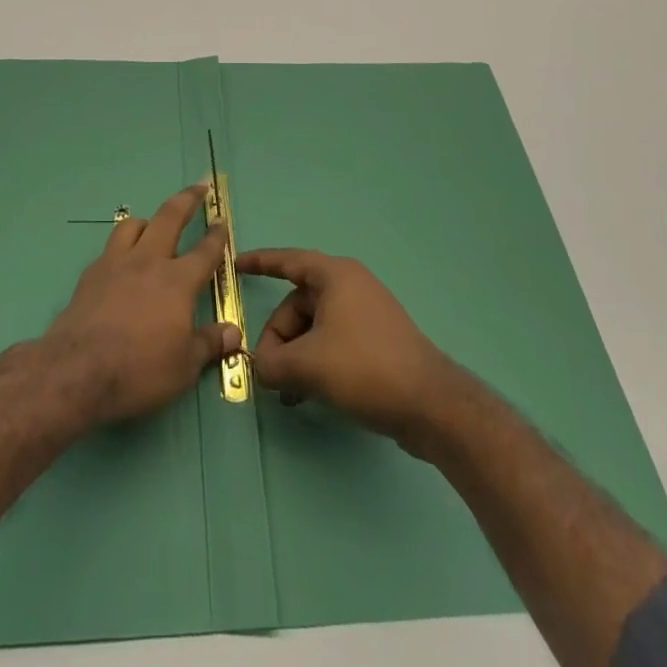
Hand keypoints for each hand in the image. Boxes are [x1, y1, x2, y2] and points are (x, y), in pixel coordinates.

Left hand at [42, 185, 240, 425]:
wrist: (78, 371)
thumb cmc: (140, 369)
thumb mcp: (185, 367)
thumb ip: (209, 344)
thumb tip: (234, 333)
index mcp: (178, 281)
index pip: (205, 251)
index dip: (217, 235)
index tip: (222, 221)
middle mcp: (149, 261)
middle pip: (170, 217)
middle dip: (187, 199)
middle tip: (198, 187)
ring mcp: (116, 263)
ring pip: (133, 225)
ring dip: (148, 221)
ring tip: (153, 225)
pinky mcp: (91, 274)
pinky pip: (111, 248)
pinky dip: (122, 247)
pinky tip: (121, 263)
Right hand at [237, 248, 464, 451]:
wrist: (431, 406)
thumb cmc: (365, 368)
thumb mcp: (307, 365)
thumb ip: (271, 362)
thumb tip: (260, 366)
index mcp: (335, 276)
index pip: (288, 261)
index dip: (259, 263)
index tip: (235, 266)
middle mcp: (351, 287)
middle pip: (298, 304)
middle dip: (278, 336)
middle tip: (269, 370)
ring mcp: (366, 314)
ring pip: (314, 327)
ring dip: (296, 355)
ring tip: (287, 391)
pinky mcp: (376, 342)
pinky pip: (332, 343)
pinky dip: (315, 362)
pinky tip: (306, 394)